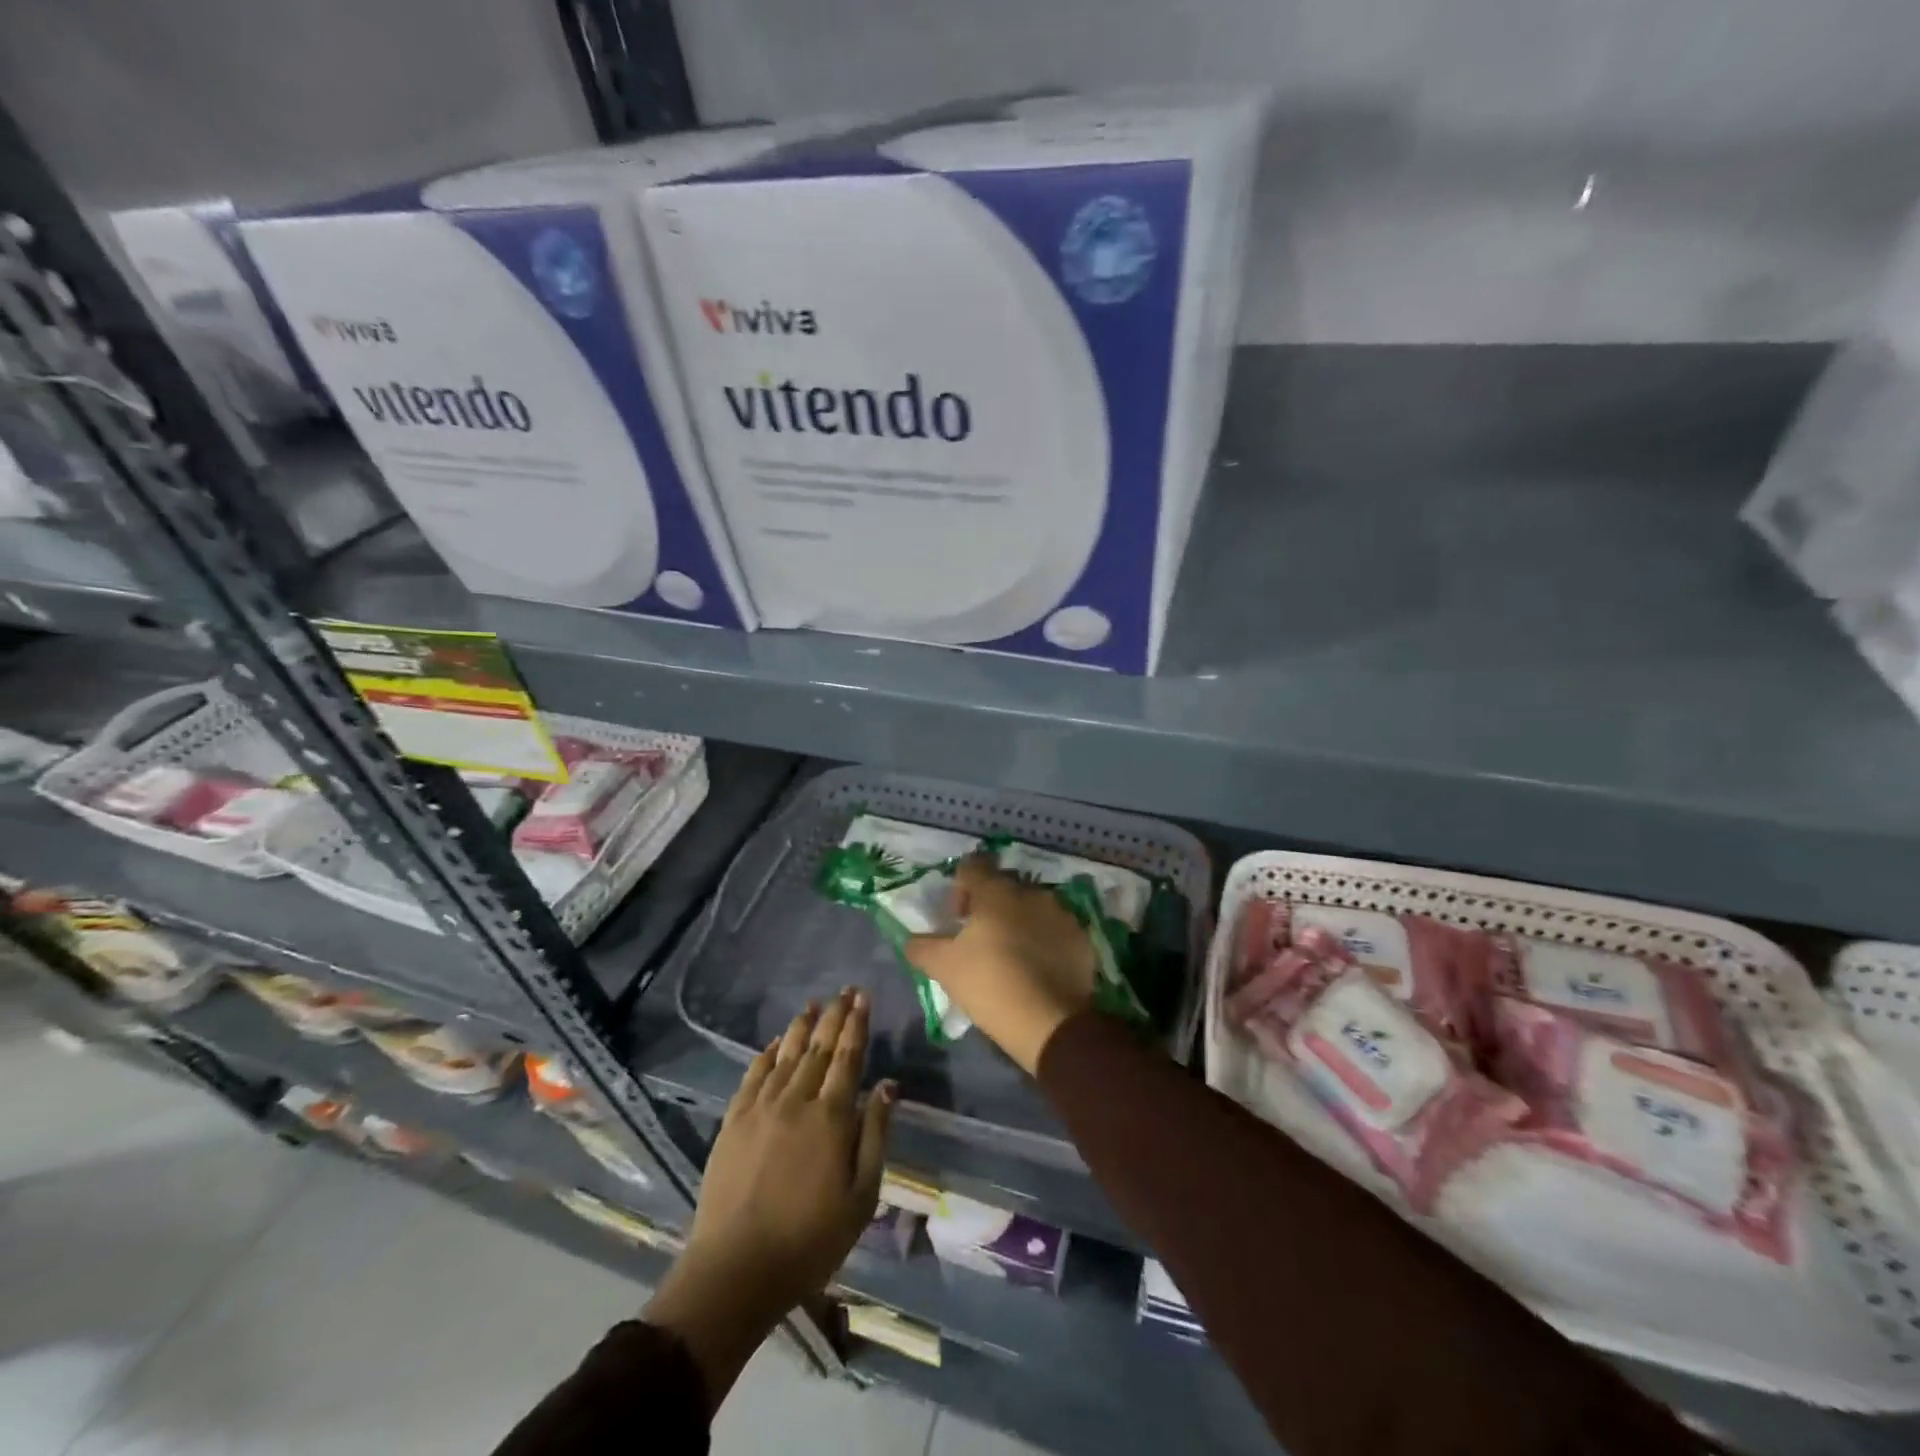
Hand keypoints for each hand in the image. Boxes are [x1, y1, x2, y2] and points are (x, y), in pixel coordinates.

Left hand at [645, 991, 893, 1408]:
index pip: (848, 1058)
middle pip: (819, 1048)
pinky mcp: (733, 1122)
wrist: (736, 1270)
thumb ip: (875, 1135)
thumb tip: (888, 1085)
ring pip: (786, 1055)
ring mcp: (760, 1109)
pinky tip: (776, 1043)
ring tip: (813, 1003)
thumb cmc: (810, 1241)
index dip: (857, 1025)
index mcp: (831, 1118)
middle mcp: (796, 1101)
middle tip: (844, 990)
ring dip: (802, 1027)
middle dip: (834, 1016)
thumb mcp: (861, 1197)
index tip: (863, 998)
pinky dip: (767, 1054)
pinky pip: (753, 1076)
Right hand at [904, 854, 1096, 1073]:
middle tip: (980, 938)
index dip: (960, 887)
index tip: (956, 918)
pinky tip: (1036, 968)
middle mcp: (1031, 892)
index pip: (972, 867)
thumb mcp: (944, 967)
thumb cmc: (990, 984)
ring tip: (1010, 955)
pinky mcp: (1081, 938)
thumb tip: (912, 939)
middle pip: (1003, 887)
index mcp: (996, 891)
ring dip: (1018, 922)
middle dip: (990, 905)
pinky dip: (1044, 940)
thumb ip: (922, 947)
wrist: (1050, 1022)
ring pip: (1032, 907)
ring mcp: (1060, 913)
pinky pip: (1055, 929)